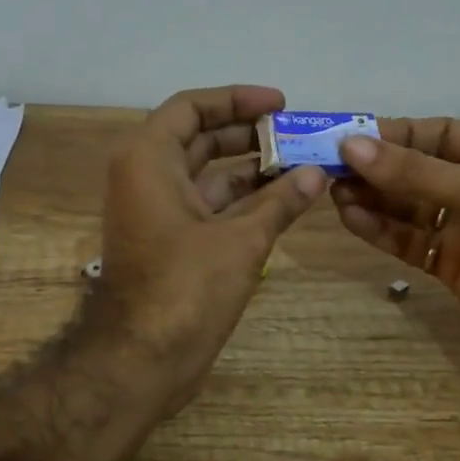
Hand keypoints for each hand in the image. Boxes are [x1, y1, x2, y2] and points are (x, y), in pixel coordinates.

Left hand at [91, 86, 327, 414]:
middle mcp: (148, 179)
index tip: (280, 105)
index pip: (191, 109)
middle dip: (250, 135)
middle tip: (299, 135)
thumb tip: (318, 174)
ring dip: (252, 171)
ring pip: (208, 177)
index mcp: (150, 160)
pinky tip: (286, 202)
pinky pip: (209, 208)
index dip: (235, 100)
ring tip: (303, 166)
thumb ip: (280, 202)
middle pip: (201, 140)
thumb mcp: (241, 240)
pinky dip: (244, 203)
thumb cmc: (185, 288)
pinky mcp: (171, 244)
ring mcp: (158, 214)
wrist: (142, 360)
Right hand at [332, 119, 459, 377]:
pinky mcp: (452, 263)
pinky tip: (351, 218)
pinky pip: (410, 240)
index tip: (348, 136)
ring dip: (372, 198)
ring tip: (332, 192)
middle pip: (417, 170)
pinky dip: (381, 230)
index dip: (393, 134)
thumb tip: (350, 146)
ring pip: (409, 206)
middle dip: (376, 168)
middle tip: (327, 165)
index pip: (437, 134)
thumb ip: (414, 171)